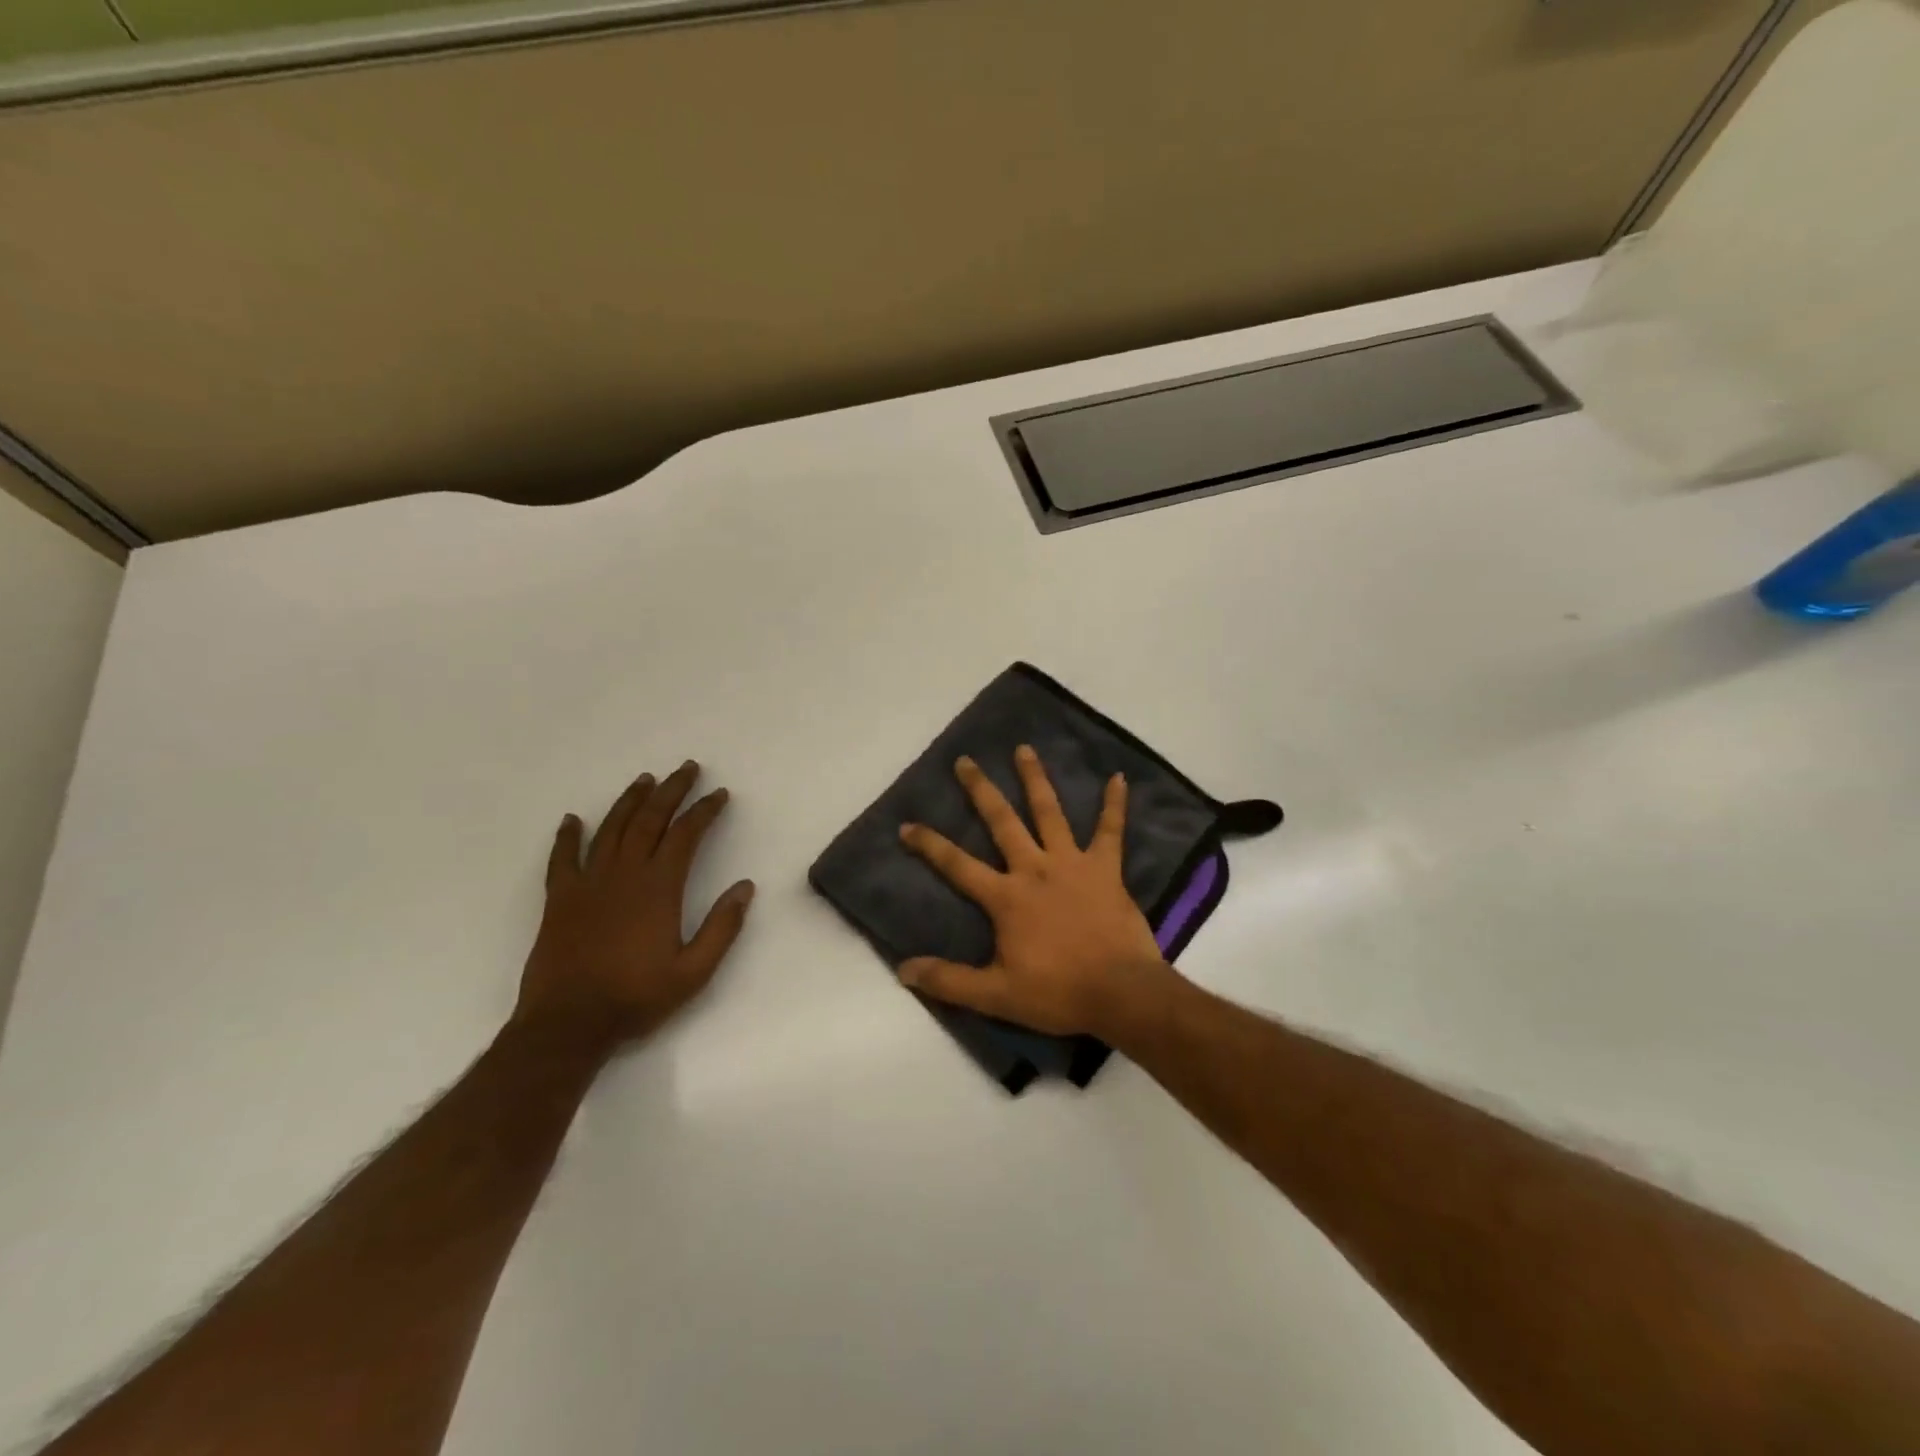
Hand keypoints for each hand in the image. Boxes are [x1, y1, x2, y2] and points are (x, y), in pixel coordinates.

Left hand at [516, 761, 754, 1051]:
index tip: (719, 794)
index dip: (704, 810)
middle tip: (687, 768)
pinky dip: (567, 836)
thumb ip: (722, 927)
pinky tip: (573, 819)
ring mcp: (588, 883)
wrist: (568, 1024)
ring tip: (645, 779)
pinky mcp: (559, 899)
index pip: (686, 835)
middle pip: (650, 820)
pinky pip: (562, 858)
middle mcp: (624, 874)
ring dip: (630, 801)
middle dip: (671, 791)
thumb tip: (745, 886)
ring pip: (611, 829)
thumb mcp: (694, 972)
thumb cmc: (636, 997)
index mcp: (659, 888)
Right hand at [899, 745, 1177, 1037]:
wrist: (1121, 993)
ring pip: (1049, 812)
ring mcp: (1072, 863)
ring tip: (1023, 749)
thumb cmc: (1057, 993)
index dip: (929, 844)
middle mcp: (1034, 869)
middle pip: (1002, 822)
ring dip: (1035, 779)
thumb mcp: (995, 995)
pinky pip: (1111, 830)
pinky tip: (1119, 778)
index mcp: (1006, 897)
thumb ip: (949, 980)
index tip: (907, 824)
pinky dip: (1115, 804)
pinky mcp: (1106, 868)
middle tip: (965, 760)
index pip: (957, 865)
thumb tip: (903, 970)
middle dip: (980, 790)